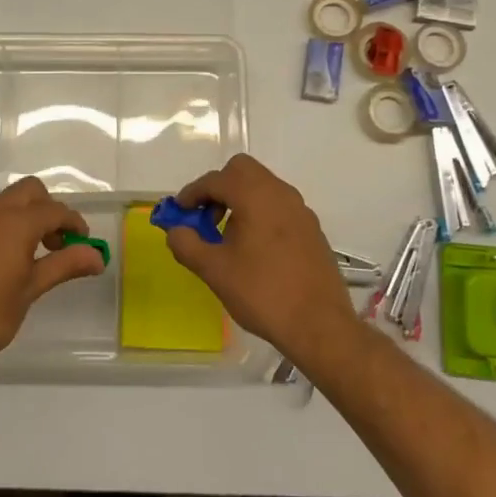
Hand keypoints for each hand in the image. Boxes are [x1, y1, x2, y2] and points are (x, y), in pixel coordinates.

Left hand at [0, 176, 106, 376]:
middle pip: (30, 192)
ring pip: (6, 202)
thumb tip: (98, 256)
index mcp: (15, 222)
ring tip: (33, 257)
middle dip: (49, 210)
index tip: (84, 244)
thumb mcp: (30, 290)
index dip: (74, 223)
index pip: (55, 210)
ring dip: (26, 217)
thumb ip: (64, 265)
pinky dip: (4, 226)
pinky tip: (4, 262)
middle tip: (57, 244)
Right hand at [164, 154, 357, 368]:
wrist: (320, 325)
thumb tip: (176, 231)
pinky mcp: (312, 229)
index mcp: (255, 196)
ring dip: (240, 199)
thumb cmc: (262, 293)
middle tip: (207, 217)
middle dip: (219, 187)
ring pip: (263, 186)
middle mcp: (280, 193)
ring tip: (228, 237)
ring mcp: (300, 210)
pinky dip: (260, 212)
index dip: (192, 193)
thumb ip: (187, 244)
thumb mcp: (214, 271)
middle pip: (242, 171)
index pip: (215, 179)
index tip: (180, 212)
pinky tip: (255, 248)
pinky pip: (279, 206)